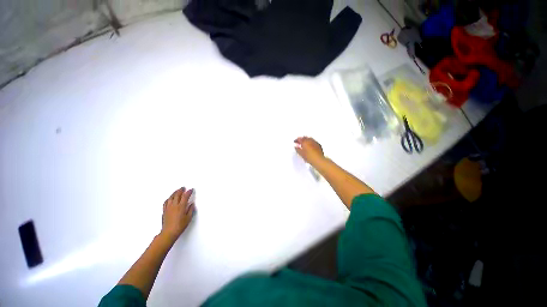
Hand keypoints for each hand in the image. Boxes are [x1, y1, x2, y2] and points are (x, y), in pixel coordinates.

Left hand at [161, 187, 194, 239]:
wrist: (169, 232)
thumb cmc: (179, 226)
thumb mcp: (188, 218)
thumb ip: (190, 210)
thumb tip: (191, 205)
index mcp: (181, 206)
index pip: (185, 196)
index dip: (189, 192)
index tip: (191, 190)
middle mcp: (174, 205)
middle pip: (177, 195)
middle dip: (181, 190)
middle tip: (183, 188)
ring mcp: (168, 208)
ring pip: (171, 197)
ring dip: (174, 193)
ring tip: (177, 191)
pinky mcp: (164, 211)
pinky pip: (166, 202)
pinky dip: (169, 198)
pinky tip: (170, 198)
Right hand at [294, 136, 324, 164]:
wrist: (318, 160)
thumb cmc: (309, 157)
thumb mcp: (301, 154)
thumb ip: (297, 149)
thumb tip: (296, 147)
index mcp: (305, 142)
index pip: (299, 139)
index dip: (296, 140)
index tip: (295, 141)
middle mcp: (310, 140)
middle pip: (305, 138)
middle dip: (301, 139)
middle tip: (299, 142)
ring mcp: (315, 142)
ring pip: (309, 139)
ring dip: (306, 140)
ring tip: (304, 144)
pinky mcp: (318, 145)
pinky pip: (313, 141)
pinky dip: (311, 142)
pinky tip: (310, 145)